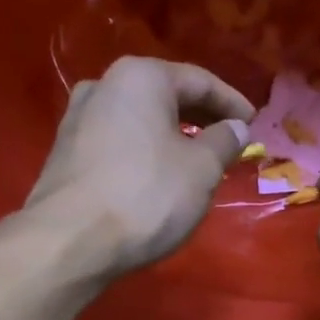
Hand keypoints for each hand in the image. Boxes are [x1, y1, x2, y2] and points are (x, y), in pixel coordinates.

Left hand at [25, 56, 253, 276]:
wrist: (69, 241)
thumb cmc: (146, 195)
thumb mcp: (202, 169)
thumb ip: (224, 141)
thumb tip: (236, 127)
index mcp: (141, 77)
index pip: (199, 80)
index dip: (232, 103)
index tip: (254, 124)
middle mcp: (104, 85)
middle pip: (165, 95)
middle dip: (201, 117)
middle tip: (229, 141)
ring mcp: (78, 118)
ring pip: (140, 119)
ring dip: (172, 135)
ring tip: (197, 159)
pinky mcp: (66, 153)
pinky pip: (119, 141)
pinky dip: (146, 151)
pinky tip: (159, 175)